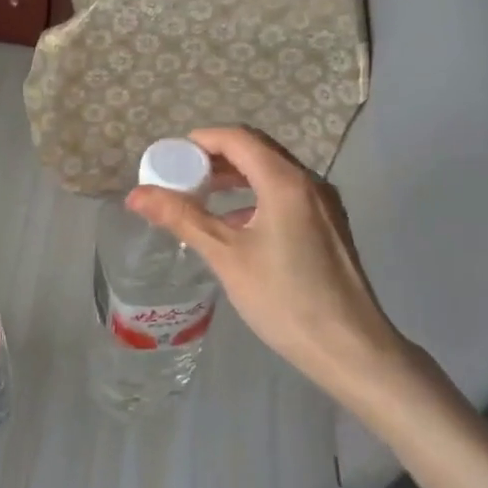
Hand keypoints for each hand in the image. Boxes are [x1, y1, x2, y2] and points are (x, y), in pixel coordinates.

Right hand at [127, 126, 400, 393]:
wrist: (350, 349)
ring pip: (272, 174)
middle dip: (215, 158)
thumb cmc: (284, 299)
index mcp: (286, 182)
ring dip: (235, 178)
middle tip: (180, 176)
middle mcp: (309, 183)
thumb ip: (182, 218)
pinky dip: (255, 197)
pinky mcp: (328, 227)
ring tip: (200, 197)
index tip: (169, 157)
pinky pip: (286, 196)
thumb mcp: (226, 256)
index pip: (238, 139)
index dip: (200, 141)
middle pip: (257, 151)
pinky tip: (235, 225)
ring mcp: (324, 205)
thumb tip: (136, 195)